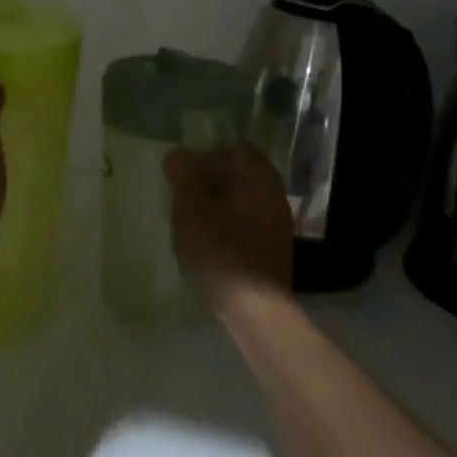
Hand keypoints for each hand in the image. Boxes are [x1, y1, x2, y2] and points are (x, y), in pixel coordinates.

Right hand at [164, 143, 294, 310]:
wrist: (255, 310)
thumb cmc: (221, 251)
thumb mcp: (191, 207)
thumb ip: (184, 174)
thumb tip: (179, 155)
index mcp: (260, 177)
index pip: (234, 147)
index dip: (206, 152)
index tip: (182, 169)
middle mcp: (274, 195)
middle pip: (239, 173)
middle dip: (209, 178)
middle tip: (180, 193)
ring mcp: (276, 224)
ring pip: (241, 200)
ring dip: (215, 203)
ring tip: (188, 218)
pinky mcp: (271, 249)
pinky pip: (245, 223)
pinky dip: (225, 223)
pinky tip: (206, 240)